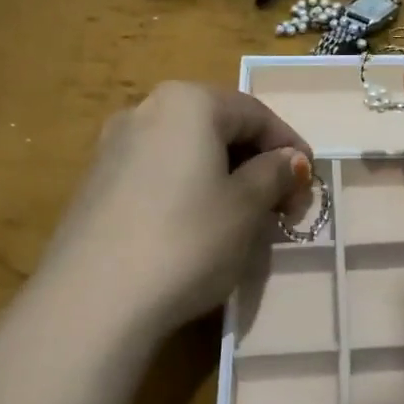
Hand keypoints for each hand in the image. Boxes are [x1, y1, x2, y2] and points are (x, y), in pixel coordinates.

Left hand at [37, 82, 312, 337]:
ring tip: (243, 218)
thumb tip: (289, 161)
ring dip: (223, 176)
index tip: (309, 186)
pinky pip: (158, 172)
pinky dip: (188, 188)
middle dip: (256, 162)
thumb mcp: (246, 208)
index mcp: (187, 103)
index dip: (290, 147)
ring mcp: (113, 146)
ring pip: (187, 151)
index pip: (255, 113)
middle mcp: (145, 110)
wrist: (94, 300)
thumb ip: (273, 174)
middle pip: (218, 127)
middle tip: (281, 205)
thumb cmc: (187, 241)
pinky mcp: (95, 182)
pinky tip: (196, 226)